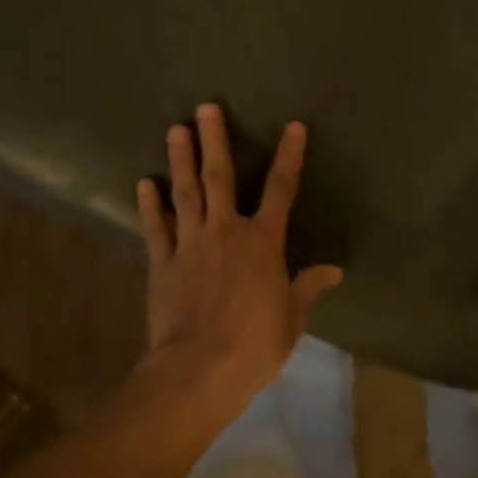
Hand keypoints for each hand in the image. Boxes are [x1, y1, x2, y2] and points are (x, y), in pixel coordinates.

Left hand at [134, 104, 343, 422]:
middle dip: (215, 141)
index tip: (293, 126)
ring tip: (175, 129)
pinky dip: (149, 205)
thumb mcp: (292, 318)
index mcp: (263, 242)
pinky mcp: (162, 263)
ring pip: (185, 193)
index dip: (290, 156)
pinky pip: (156, 228)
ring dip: (180, 159)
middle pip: (220, 177)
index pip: (282, 190)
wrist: (199, 370)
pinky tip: (143, 182)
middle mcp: (226, 232)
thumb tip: (334, 270)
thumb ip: (308, 287)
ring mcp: (190, 245)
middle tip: (205, 107)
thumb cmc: (255, 344)